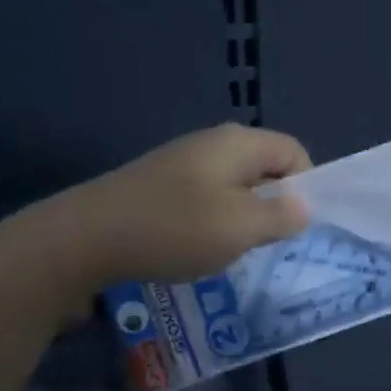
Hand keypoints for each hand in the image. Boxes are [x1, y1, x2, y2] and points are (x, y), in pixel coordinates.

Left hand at [2, 124, 312, 299]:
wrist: (84, 238)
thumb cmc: (174, 229)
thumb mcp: (241, 227)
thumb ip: (282, 215)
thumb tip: (304, 205)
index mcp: (238, 143)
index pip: (294, 151)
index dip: (306, 186)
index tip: (294, 225)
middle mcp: (212, 142)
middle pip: (265, 167)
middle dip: (273, 204)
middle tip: (264, 241)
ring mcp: (182, 161)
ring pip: (235, 185)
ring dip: (242, 216)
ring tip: (229, 248)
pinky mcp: (160, 183)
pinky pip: (206, 197)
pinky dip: (212, 220)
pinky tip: (195, 246)